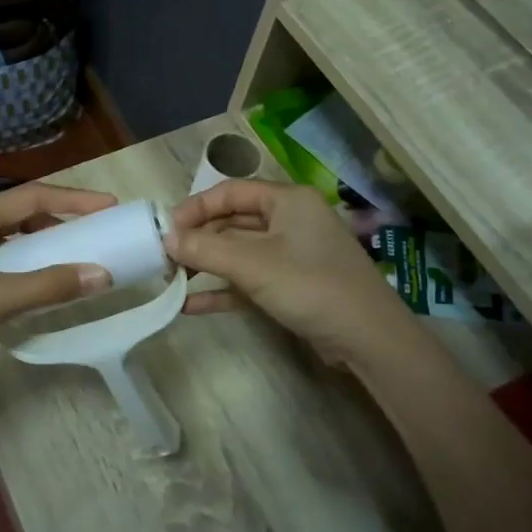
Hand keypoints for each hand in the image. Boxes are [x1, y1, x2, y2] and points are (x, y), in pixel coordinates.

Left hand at [0, 182, 117, 376]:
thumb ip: (48, 285)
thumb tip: (102, 274)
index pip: (31, 196)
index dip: (73, 199)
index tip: (110, 207)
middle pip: (18, 212)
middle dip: (58, 219)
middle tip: (95, 232)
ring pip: (6, 237)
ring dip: (39, 243)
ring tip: (72, 255)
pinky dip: (21, 264)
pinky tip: (34, 281)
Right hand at [166, 179, 412, 366]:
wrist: (368, 340)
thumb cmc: (311, 286)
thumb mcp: (253, 264)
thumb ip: (205, 249)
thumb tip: (165, 240)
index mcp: (287, 200)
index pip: (230, 192)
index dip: (195, 208)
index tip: (165, 230)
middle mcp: (290, 221)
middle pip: (232, 222)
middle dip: (198, 239)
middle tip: (163, 257)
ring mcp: (292, 255)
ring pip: (238, 252)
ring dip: (206, 265)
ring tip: (170, 279)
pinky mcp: (292, 286)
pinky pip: (248, 281)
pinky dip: (222, 290)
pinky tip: (190, 305)